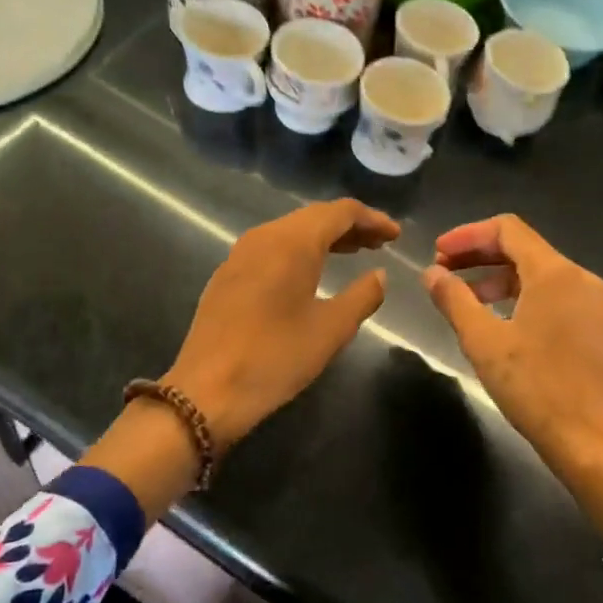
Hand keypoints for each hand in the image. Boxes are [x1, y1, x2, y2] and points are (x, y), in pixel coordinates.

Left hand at [164, 199, 399, 445]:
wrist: (207, 391)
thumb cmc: (275, 357)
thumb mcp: (331, 330)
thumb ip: (363, 295)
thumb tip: (380, 275)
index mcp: (292, 242)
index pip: (340, 212)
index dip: (372, 219)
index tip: (395, 236)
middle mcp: (265, 236)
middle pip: (315, 216)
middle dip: (351, 226)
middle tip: (381, 244)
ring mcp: (241, 253)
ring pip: (292, 231)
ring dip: (325, 237)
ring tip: (355, 253)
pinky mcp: (228, 274)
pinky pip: (273, 247)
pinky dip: (301, 251)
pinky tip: (312, 273)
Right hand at [424, 215, 602, 491]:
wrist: (596, 443)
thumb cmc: (537, 388)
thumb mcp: (484, 342)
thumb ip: (454, 300)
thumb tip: (431, 273)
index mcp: (555, 273)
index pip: (507, 229)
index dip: (467, 235)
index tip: (437, 253)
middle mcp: (579, 278)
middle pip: (522, 248)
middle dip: (479, 255)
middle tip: (442, 272)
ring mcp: (592, 304)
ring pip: (537, 273)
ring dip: (496, 277)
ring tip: (463, 299)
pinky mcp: (594, 328)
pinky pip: (551, 295)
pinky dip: (518, 296)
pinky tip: (496, 321)